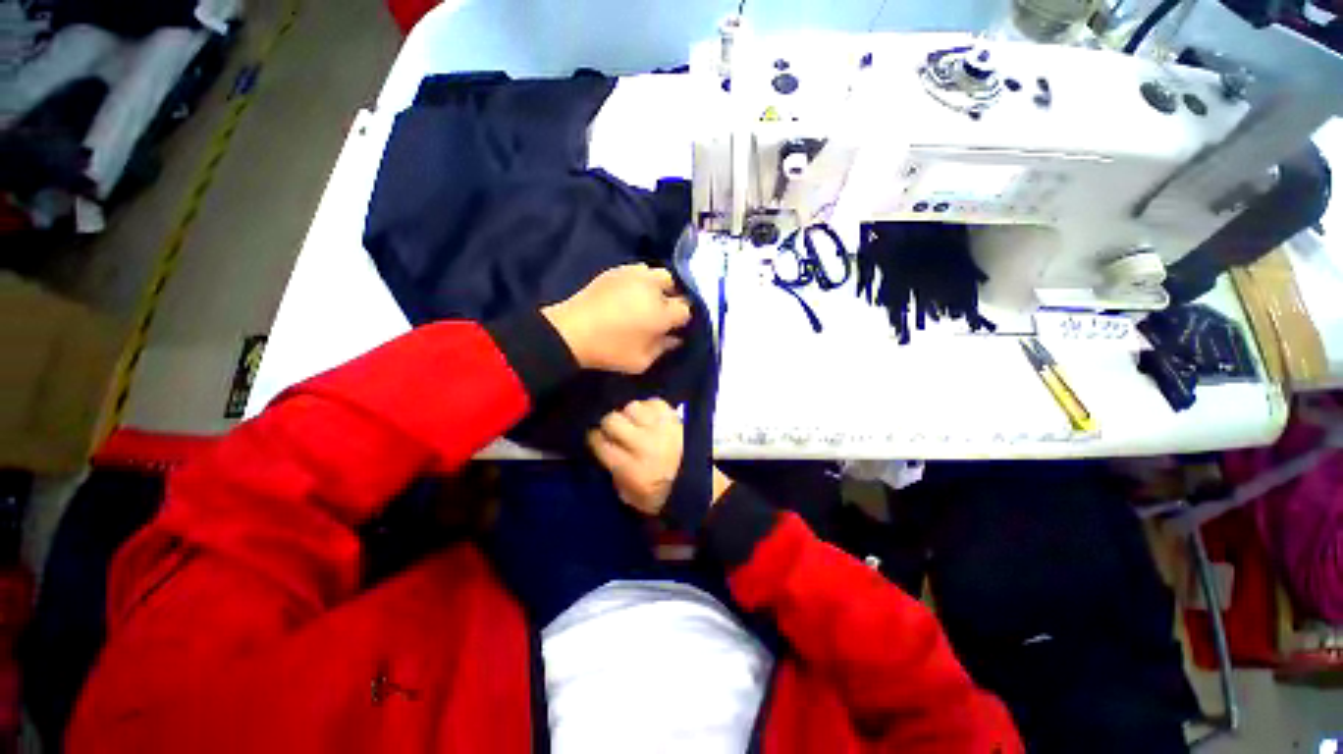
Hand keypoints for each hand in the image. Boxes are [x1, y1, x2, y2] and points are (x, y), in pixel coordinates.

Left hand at [543, 264, 692, 373]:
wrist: (571, 332)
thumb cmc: (610, 350)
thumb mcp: (642, 361)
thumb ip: (664, 348)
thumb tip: (676, 338)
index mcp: (662, 312)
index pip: (685, 309)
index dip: (682, 320)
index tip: (674, 328)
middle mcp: (653, 288)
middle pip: (675, 285)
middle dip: (673, 297)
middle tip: (662, 312)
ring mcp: (634, 274)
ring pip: (658, 273)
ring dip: (659, 286)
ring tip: (649, 299)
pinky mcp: (617, 270)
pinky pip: (638, 269)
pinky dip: (641, 279)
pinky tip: (632, 292)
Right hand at [587, 399, 682, 514]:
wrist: (695, 484)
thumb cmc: (657, 495)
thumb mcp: (627, 495)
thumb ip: (611, 470)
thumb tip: (602, 446)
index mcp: (631, 468)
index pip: (600, 443)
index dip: (594, 438)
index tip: (596, 438)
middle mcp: (644, 445)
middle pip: (612, 420)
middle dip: (609, 424)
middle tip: (614, 430)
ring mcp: (661, 428)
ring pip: (632, 407)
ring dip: (629, 415)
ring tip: (634, 422)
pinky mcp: (674, 418)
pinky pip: (653, 402)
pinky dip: (648, 408)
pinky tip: (649, 417)